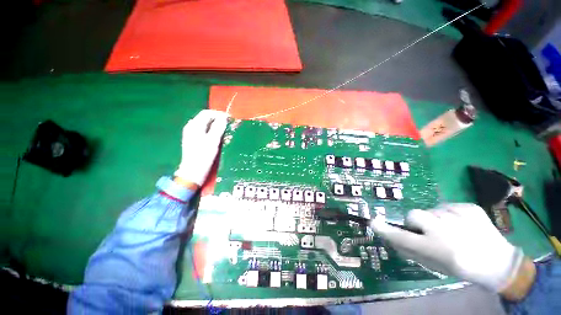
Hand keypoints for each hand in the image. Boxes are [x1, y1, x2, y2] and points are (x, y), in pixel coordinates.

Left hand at [174, 110, 228, 186]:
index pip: (207, 113)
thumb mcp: (213, 141)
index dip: (219, 114)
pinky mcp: (194, 140)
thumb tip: (224, 117)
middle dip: (218, 120)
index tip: (229, 118)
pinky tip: (218, 137)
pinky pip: (205, 131)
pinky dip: (213, 132)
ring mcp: (192, 134)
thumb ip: (218, 128)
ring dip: (216, 126)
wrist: (193, 172)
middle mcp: (191, 127)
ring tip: (226, 131)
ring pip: (206, 125)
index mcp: (194, 125)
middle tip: (229, 125)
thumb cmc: (203, 156)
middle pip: (206, 118)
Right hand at [370, 203, 525, 292]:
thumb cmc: (463, 268)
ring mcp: (459, 216)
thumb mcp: (434, 265)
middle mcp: (446, 231)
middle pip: (414, 214)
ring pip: (431, 211)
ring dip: (435, 220)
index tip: (374, 222)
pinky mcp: (469, 207)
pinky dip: (449, 215)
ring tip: (451, 231)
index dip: (386, 230)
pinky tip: (462, 225)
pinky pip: (447, 207)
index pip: (403, 238)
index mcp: (437, 249)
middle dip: (415, 222)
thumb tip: (391, 236)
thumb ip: (411, 250)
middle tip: (427, 232)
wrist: (500, 263)